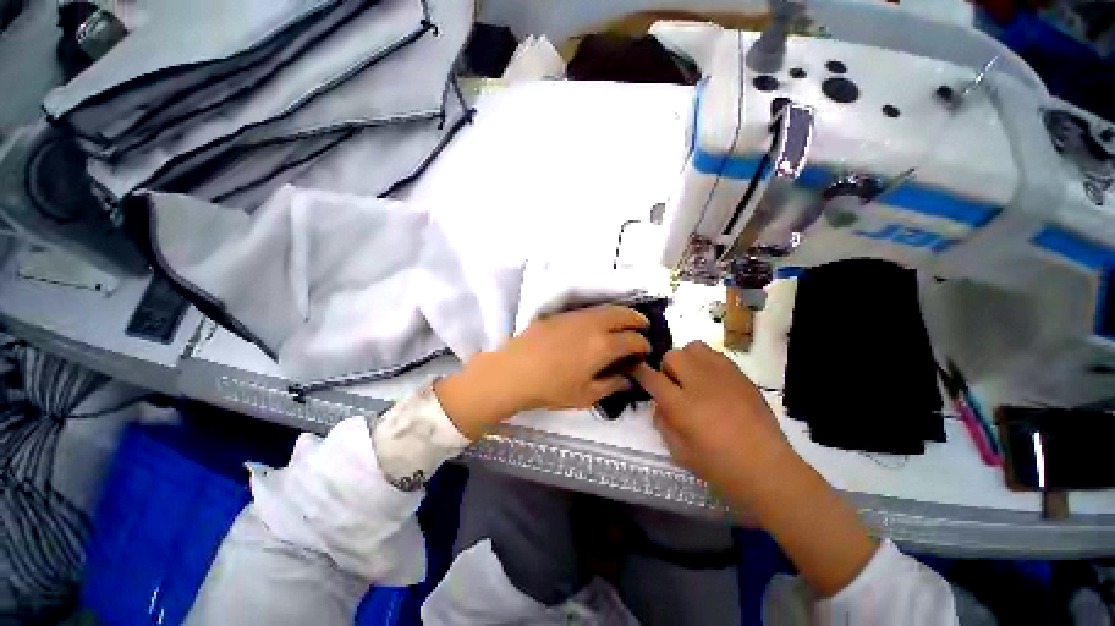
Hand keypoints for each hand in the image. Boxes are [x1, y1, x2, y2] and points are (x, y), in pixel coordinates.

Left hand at [436, 305, 650, 438]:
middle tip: (643, 326)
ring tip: (624, 321)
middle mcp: (593, 324)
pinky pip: (588, 310)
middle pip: (623, 315)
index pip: (633, 340)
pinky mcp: (560, 314)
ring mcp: (575, 316)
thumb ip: (611, 385)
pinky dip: (600, 314)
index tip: (645, 350)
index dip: (643, 345)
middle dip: (637, 319)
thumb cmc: (551, 388)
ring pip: (605, 308)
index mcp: (604, 345)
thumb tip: (627, 378)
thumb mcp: (586, 395)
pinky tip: (597, 323)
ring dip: (620, 313)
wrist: (514, 371)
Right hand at [631, 341, 797, 505]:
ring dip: (687, 360)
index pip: (651, 377)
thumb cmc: (719, 466)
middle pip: (672, 356)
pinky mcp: (740, 374)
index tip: (635, 368)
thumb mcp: (679, 451)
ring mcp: (722, 375)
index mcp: (681, 405)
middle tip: (675, 385)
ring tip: (694, 378)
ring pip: (693, 348)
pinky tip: (713, 381)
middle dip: (667, 367)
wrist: (767, 468)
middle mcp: (699, 382)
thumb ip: (662, 422)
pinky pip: (715, 355)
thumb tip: (659, 403)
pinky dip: (706, 362)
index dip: (639, 370)